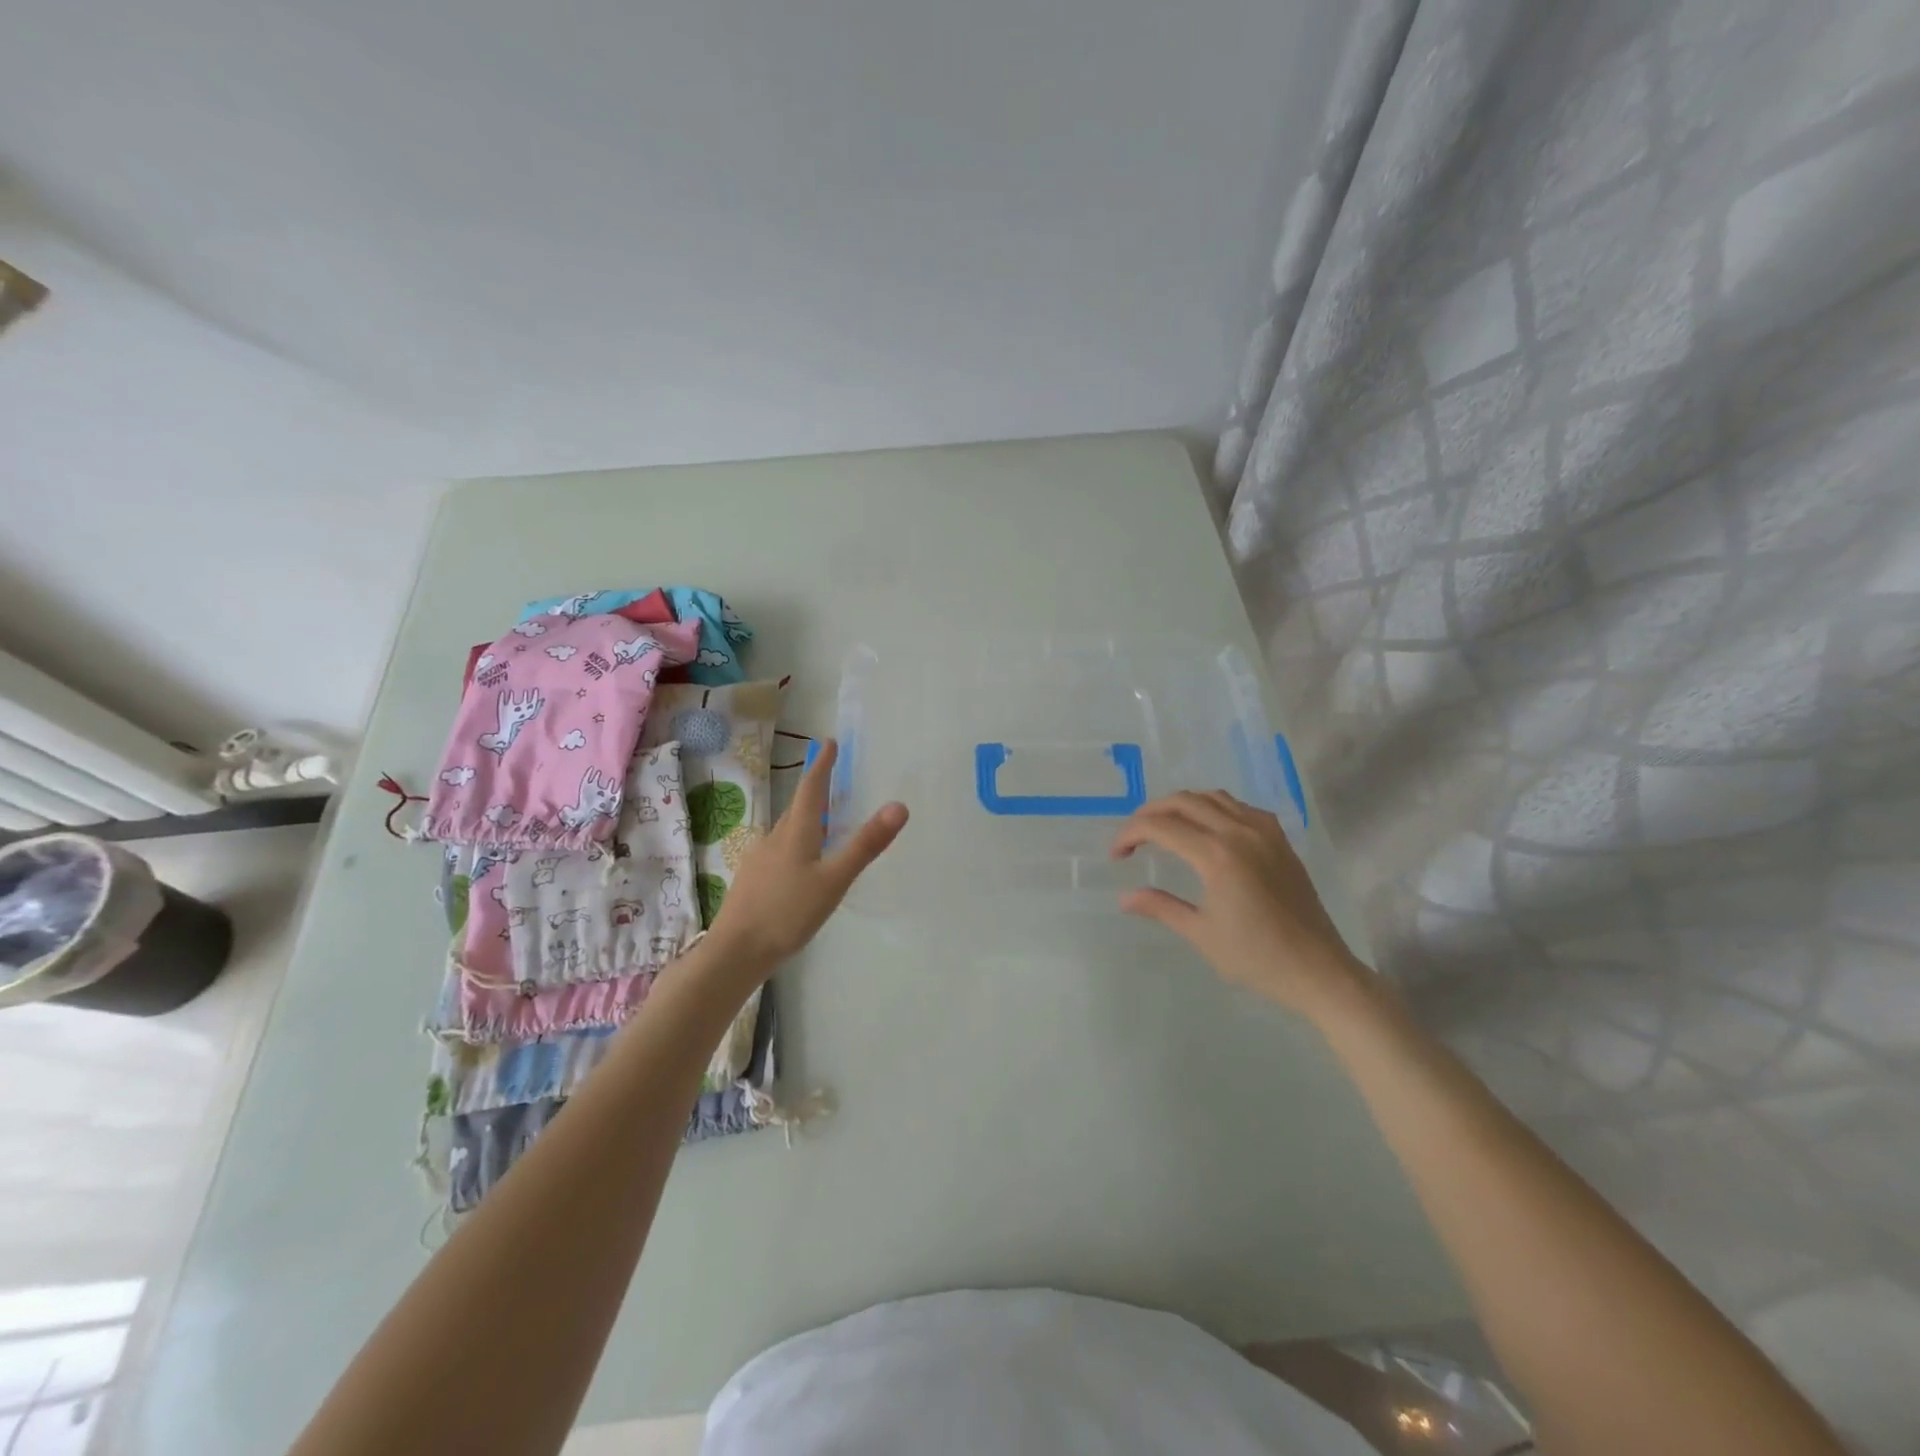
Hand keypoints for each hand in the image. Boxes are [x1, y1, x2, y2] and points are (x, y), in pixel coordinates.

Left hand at [706, 739, 906, 976]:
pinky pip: (778, 851)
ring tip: (822, 824)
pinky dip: (795, 845)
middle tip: (831, 781)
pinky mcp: (752, 880)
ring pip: (786, 831)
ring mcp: (759, 859)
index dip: (822, 765)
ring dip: (805, 820)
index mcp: (796, 832)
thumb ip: (865, 845)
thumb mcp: (834, 880)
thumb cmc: (787, 912)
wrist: (735, 951)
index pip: (811, 788)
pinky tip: (799, 866)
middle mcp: (774, 838)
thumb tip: (899, 805)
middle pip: (797, 808)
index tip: (828, 744)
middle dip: (814, 792)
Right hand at [1111, 791, 1361, 1010]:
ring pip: (1213, 797)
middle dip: (1150, 812)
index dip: (1130, 834)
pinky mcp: (1280, 840)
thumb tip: (1125, 898)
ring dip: (1182, 805)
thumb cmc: (1256, 958)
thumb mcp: (1201, 934)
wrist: (1319, 970)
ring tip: (1165, 827)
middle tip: (1134, 837)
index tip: (1117, 855)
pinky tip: (1209, 830)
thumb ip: (1161, 907)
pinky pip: (1241, 807)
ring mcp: (1264, 832)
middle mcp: (1239, 833)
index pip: (1160, 827)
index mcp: (1217, 856)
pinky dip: (1215, 808)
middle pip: (1183, 801)